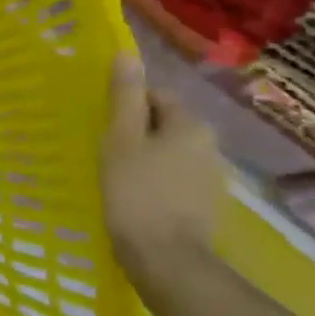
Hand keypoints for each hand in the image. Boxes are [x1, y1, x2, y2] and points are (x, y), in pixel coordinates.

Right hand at [101, 53, 225, 266]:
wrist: (167, 260)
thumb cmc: (136, 193)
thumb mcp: (121, 139)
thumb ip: (124, 97)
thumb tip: (127, 55)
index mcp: (192, 124)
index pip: (156, 96)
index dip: (126, 105)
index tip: (102, 124)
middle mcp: (211, 145)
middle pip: (165, 124)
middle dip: (137, 131)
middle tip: (104, 149)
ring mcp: (212, 178)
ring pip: (170, 153)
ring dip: (146, 158)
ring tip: (116, 174)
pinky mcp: (206, 206)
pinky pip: (175, 180)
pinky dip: (156, 182)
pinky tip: (135, 198)